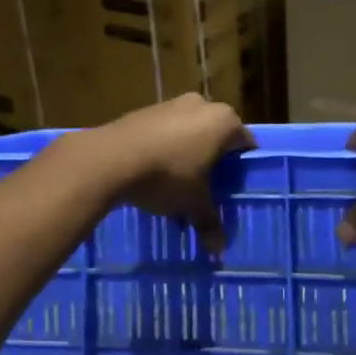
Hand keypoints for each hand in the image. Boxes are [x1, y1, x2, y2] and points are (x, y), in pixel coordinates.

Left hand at [94, 94, 255, 253]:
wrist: (110, 158)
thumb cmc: (167, 176)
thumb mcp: (193, 203)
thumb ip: (210, 222)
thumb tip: (218, 250)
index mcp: (224, 121)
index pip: (245, 145)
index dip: (241, 171)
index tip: (233, 191)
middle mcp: (202, 105)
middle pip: (216, 138)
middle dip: (212, 165)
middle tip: (206, 192)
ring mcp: (171, 104)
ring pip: (189, 135)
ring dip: (187, 159)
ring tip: (176, 190)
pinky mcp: (145, 110)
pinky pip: (165, 132)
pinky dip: (165, 151)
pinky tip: (153, 176)